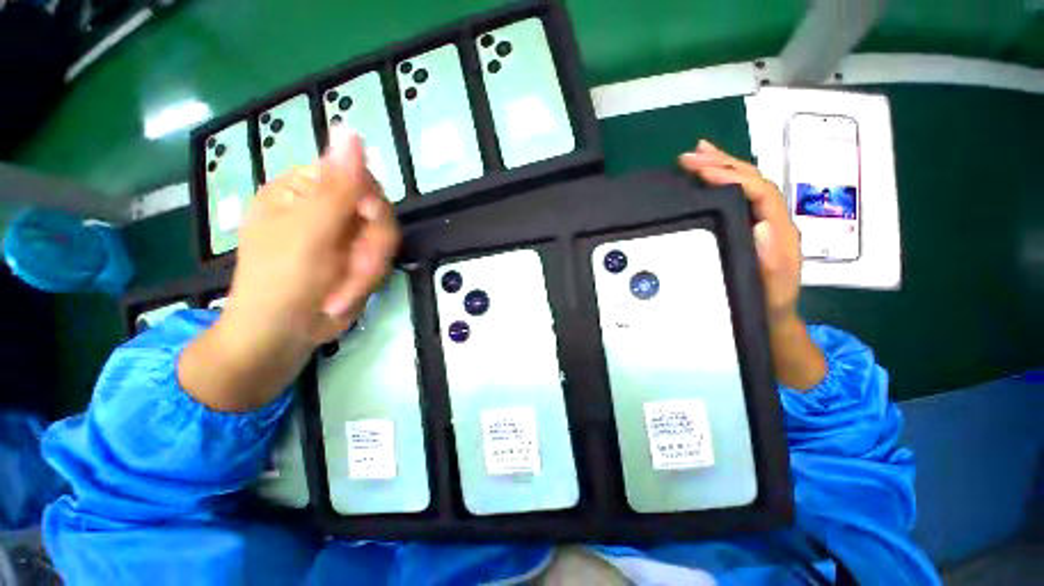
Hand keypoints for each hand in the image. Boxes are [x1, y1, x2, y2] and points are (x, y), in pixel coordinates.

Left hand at [226, 128, 398, 345]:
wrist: (282, 336)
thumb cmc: (282, 281)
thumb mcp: (310, 231)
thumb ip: (336, 185)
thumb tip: (350, 129)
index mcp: (304, 190)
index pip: (358, 178)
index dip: (370, 204)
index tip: (365, 229)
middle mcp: (326, 208)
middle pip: (377, 213)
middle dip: (370, 249)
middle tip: (356, 272)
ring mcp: (343, 236)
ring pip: (384, 240)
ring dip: (368, 270)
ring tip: (342, 292)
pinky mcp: (355, 260)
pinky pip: (381, 261)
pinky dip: (367, 281)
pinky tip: (344, 295)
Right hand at [679, 140, 824, 390]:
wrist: (770, 318)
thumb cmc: (767, 304)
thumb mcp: (769, 289)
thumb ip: (770, 261)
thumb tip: (762, 224)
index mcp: (779, 231)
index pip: (759, 192)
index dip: (732, 176)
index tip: (701, 169)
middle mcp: (772, 220)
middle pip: (752, 180)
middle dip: (722, 163)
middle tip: (691, 155)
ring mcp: (759, 222)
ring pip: (743, 185)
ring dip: (721, 166)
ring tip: (697, 155)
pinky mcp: (746, 228)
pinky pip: (735, 199)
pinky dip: (719, 184)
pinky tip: (704, 179)